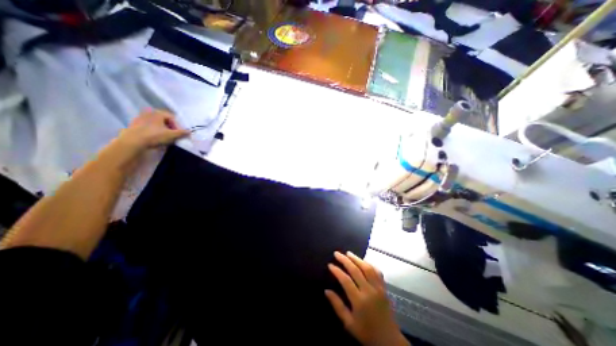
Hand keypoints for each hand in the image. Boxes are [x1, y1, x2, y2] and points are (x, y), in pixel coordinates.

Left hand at [118, 108, 189, 152]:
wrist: (132, 141)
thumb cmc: (154, 136)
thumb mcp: (172, 135)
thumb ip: (182, 133)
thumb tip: (190, 131)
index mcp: (158, 113)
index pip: (173, 118)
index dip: (178, 126)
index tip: (179, 134)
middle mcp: (149, 112)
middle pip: (164, 120)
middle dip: (170, 128)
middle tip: (173, 136)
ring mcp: (140, 118)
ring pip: (156, 123)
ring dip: (162, 130)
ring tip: (165, 138)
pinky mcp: (134, 124)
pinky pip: (148, 127)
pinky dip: (154, 131)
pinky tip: (155, 138)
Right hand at [327, 252, 407, 345]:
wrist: (389, 341)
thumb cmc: (366, 333)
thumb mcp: (349, 323)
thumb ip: (337, 306)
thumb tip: (326, 291)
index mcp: (359, 301)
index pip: (346, 280)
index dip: (337, 271)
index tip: (330, 264)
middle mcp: (369, 291)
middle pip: (356, 270)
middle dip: (345, 260)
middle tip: (337, 253)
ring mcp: (378, 288)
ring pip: (367, 268)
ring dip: (357, 259)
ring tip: (348, 253)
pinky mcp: (384, 288)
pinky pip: (377, 272)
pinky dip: (369, 264)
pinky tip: (363, 261)